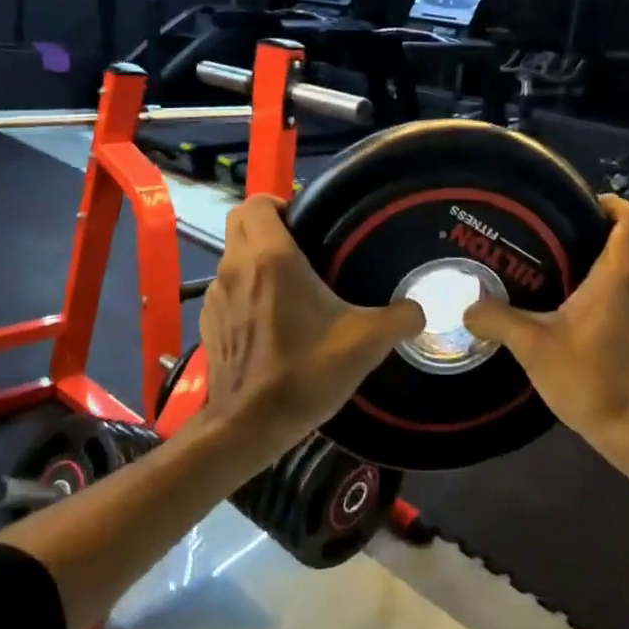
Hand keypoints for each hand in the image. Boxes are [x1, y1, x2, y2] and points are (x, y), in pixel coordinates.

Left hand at [199, 195, 424, 453]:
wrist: (249, 425)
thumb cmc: (305, 372)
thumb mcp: (366, 342)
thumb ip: (400, 318)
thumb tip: (419, 310)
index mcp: (271, 257)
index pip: (257, 203)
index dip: (279, 202)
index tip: (307, 221)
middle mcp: (236, 267)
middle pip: (240, 223)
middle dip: (267, 224)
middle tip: (303, 245)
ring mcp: (215, 297)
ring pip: (232, 257)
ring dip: (255, 258)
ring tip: (290, 284)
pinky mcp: (209, 324)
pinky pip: (226, 290)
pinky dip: (244, 290)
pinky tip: (270, 319)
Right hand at [464, 196, 628, 491]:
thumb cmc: (590, 379)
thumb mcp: (534, 347)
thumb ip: (498, 320)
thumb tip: (467, 304)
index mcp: (617, 278)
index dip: (613, 203)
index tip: (582, 202)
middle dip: (607, 226)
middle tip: (566, 228)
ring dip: (610, 254)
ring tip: (564, 258)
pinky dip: (610, 281)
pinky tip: (574, 300)